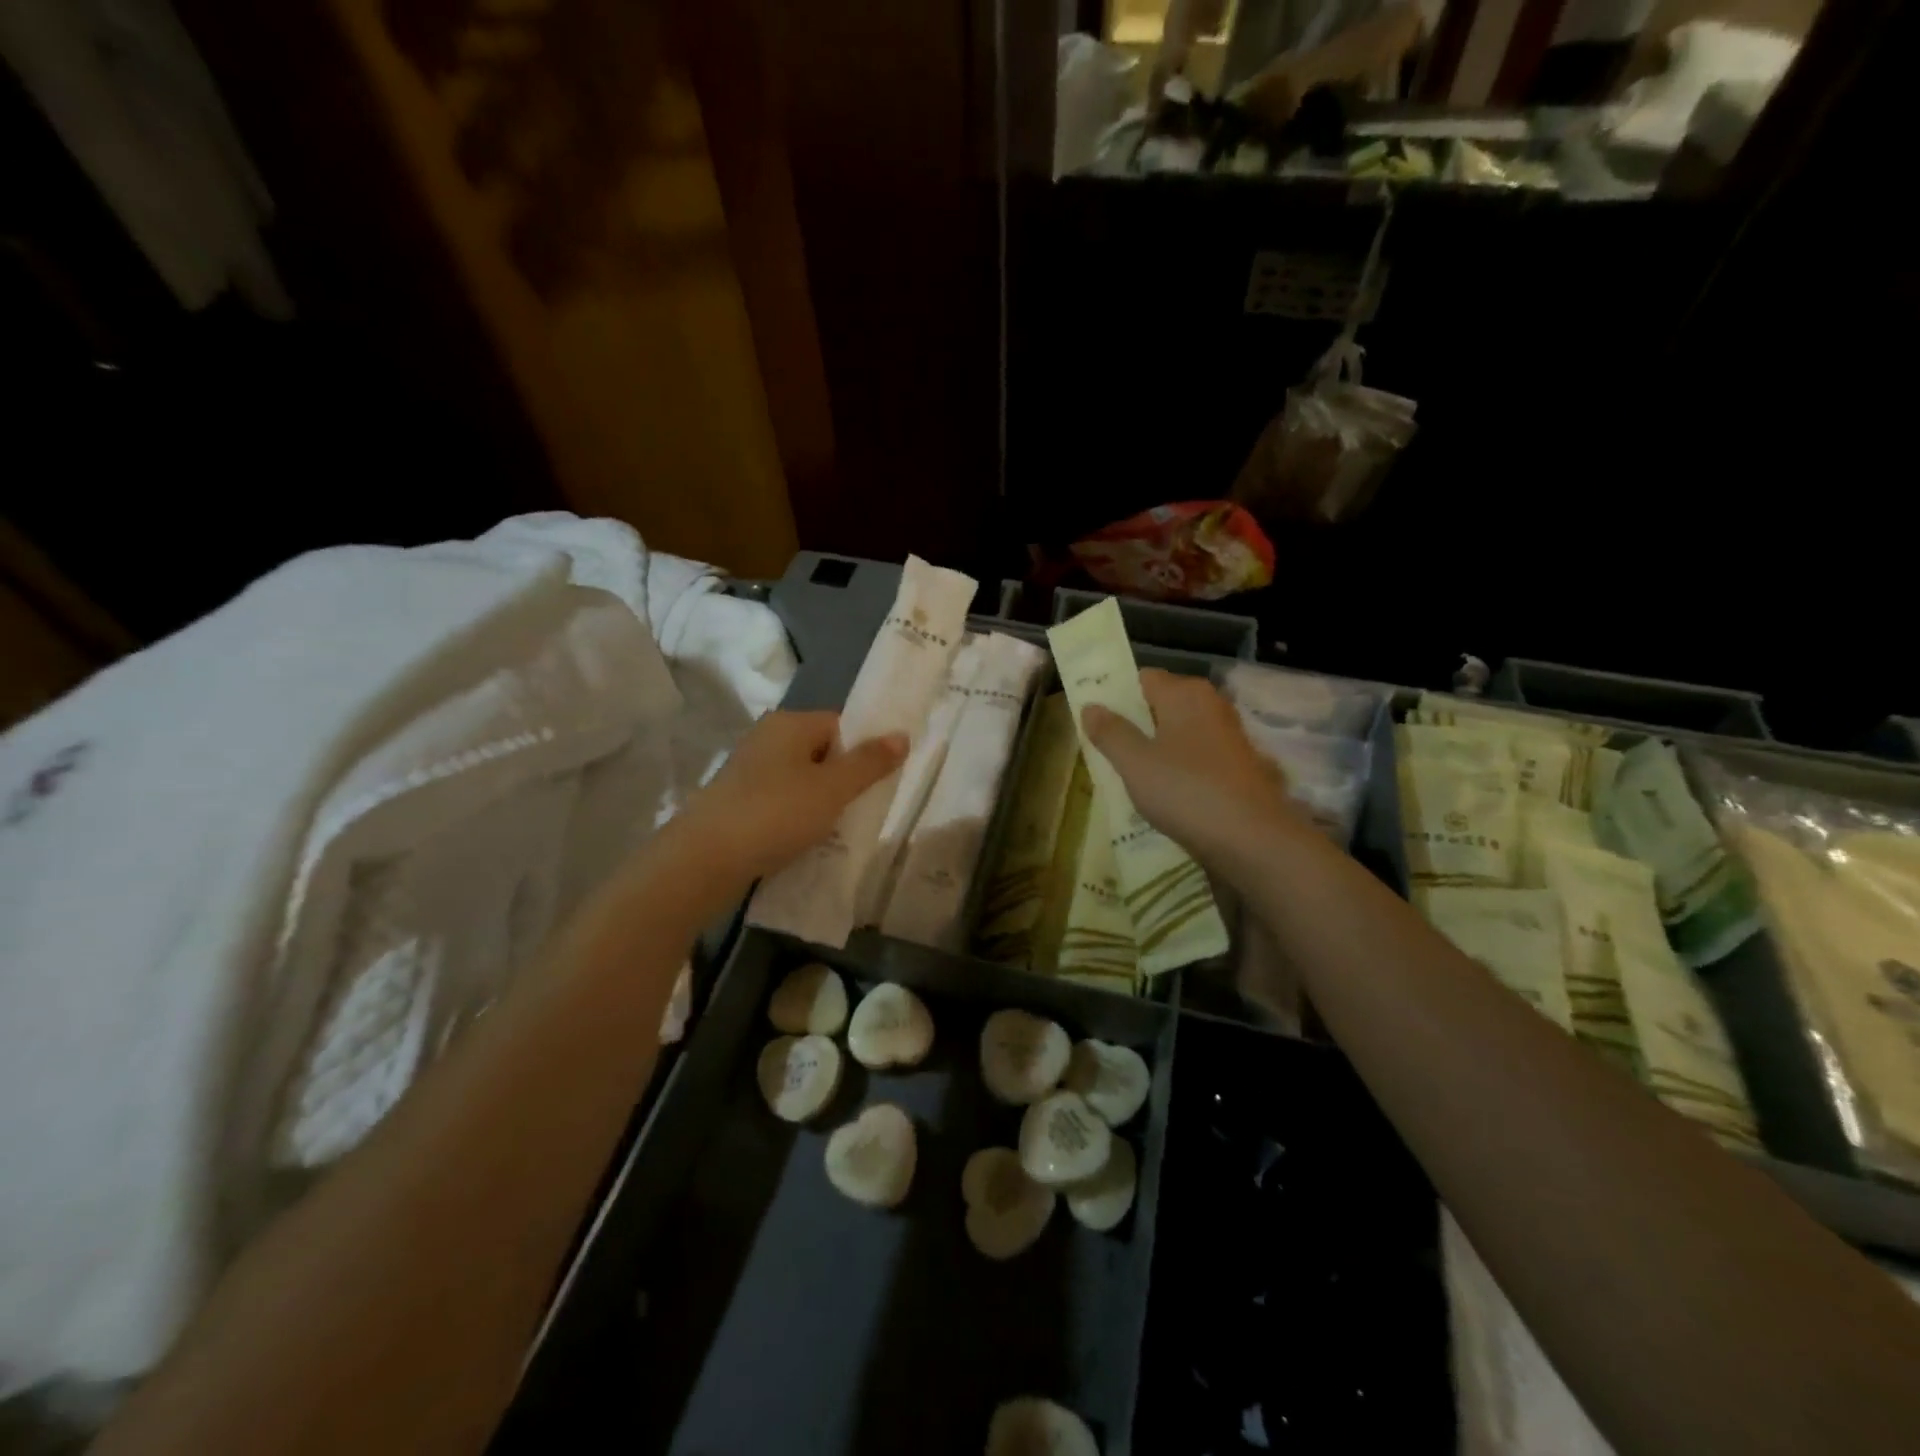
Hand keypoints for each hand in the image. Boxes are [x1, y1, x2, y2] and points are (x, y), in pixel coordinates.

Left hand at [676, 712, 906, 882]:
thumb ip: (869, 763)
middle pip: (821, 753)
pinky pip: (780, 803)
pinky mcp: (736, 802)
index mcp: (789, 724)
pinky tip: (803, 842)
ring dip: (820, 804)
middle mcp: (766, 739)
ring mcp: (747, 771)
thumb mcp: (832, 789)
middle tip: (860, 811)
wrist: (704, 860)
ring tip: (834, 831)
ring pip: (801, 781)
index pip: (840, 725)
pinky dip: (795, 819)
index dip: (862, 751)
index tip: (876, 784)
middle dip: (843, 781)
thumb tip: (902, 734)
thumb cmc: (775, 814)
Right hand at [1081, 670, 1297, 870]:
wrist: (1253, 840)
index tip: (1095, 721)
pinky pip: (1197, 758)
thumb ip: (1110, 732)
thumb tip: (1090, 706)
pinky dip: (1179, 769)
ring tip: (1130, 776)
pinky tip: (1164, 795)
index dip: (1116, 696)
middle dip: (1135, 725)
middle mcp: (1211, 705)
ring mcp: (1229, 736)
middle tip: (1105, 751)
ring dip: (1156, 750)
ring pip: (1180, 733)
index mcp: (1185, 693)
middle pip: (1162, 705)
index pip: (1142, 678)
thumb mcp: (1135, 763)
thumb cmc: (1186, 791)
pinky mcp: (1239, 766)